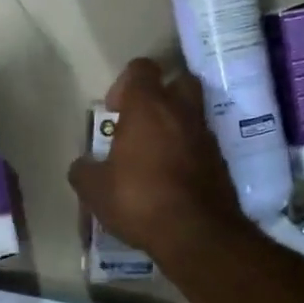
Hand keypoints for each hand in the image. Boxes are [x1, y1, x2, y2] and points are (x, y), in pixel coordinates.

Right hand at [68, 58, 251, 271]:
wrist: (197, 234)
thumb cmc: (139, 199)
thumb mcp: (94, 189)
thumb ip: (84, 170)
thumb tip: (82, 165)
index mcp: (148, 107)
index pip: (142, 68)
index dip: (126, 83)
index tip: (115, 110)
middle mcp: (182, 112)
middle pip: (178, 80)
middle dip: (161, 93)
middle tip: (141, 120)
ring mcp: (206, 136)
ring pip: (192, 113)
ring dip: (175, 124)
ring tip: (154, 152)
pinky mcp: (221, 162)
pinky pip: (201, 144)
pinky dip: (188, 151)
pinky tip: (171, 176)